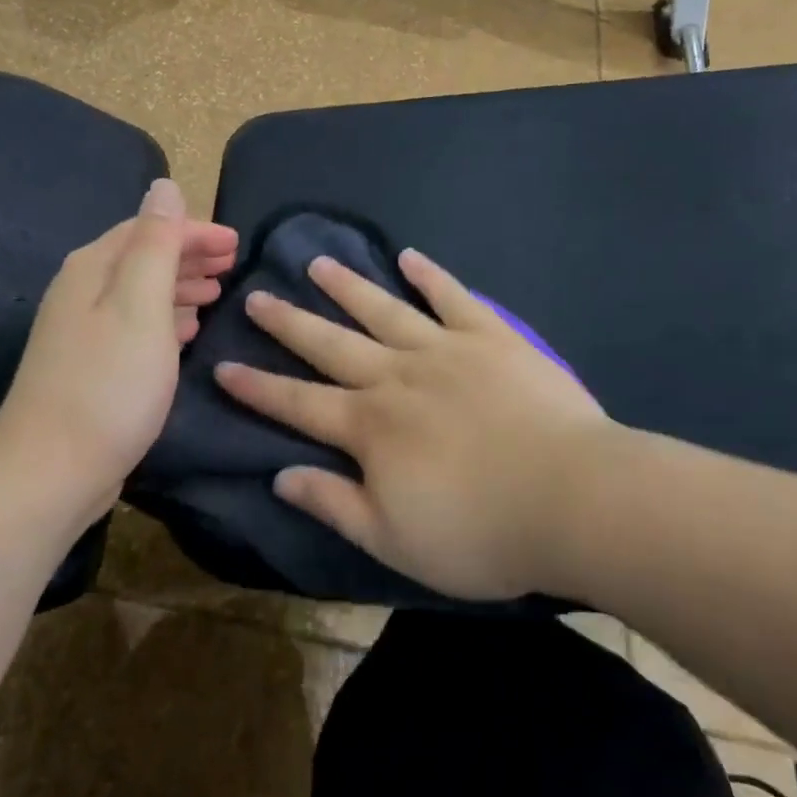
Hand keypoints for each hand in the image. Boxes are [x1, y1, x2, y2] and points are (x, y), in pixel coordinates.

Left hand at [0, 180, 237, 528]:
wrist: (52, 469)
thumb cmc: (108, 383)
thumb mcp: (140, 305)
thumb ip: (156, 243)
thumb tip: (164, 185)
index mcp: (93, 268)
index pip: (148, 230)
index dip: (194, 231)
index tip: (236, 244)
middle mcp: (82, 291)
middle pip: (142, 257)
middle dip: (188, 255)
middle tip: (232, 264)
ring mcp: (83, 331)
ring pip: (140, 292)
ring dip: (179, 285)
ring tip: (215, 292)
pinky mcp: (91, 365)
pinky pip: (136, 325)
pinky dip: (166, 319)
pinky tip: (186, 331)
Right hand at [215, 249, 609, 599]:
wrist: (574, 498)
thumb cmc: (481, 533)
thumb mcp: (394, 540)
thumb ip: (334, 503)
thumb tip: (280, 474)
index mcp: (369, 427)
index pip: (297, 403)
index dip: (257, 387)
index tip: (223, 366)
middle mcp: (396, 377)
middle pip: (331, 344)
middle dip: (289, 322)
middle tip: (256, 295)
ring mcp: (444, 350)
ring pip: (382, 310)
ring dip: (346, 286)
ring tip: (316, 262)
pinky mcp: (491, 337)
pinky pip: (453, 298)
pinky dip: (429, 276)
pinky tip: (409, 256)